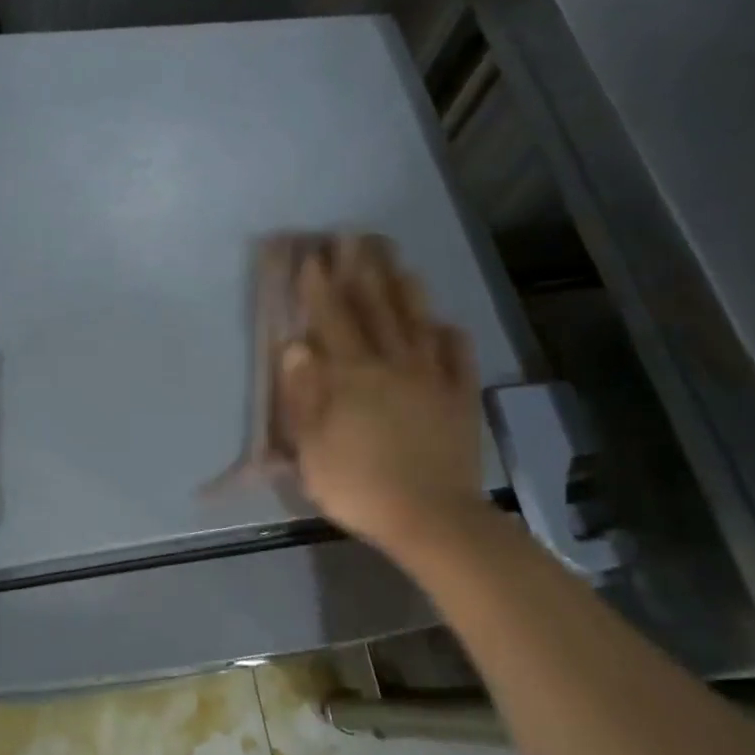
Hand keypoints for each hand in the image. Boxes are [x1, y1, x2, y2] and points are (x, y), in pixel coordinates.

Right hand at [278, 238, 486, 552]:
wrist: (431, 517)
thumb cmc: (358, 485)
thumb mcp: (312, 448)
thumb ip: (303, 394)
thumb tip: (295, 347)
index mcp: (351, 375)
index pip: (332, 318)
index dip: (321, 285)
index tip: (314, 254)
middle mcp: (391, 364)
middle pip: (375, 308)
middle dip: (362, 270)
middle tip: (356, 237)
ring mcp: (431, 377)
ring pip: (416, 322)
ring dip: (404, 289)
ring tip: (397, 261)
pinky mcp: (459, 397)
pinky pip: (458, 357)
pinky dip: (450, 335)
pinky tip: (445, 323)